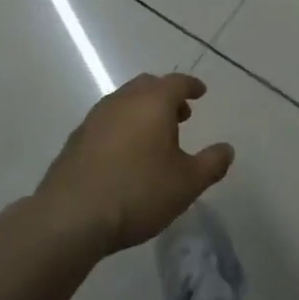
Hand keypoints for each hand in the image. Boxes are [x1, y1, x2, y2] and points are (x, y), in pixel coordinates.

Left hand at [35, 73, 233, 255]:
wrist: (71, 216)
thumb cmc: (138, 192)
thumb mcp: (187, 183)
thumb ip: (211, 163)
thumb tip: (226, 149)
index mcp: (152, 102)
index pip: (177, 83)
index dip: (191, 86)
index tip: (200, 92)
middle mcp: (122, 101)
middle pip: (147, 86)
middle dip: (166, 96)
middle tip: (180, 115)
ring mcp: (94, 118)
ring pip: (124, 102)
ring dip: (142, 111)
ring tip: (153, 137)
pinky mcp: (75, 139)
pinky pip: (106, 122)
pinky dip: (121, 127)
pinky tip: (124, 154)